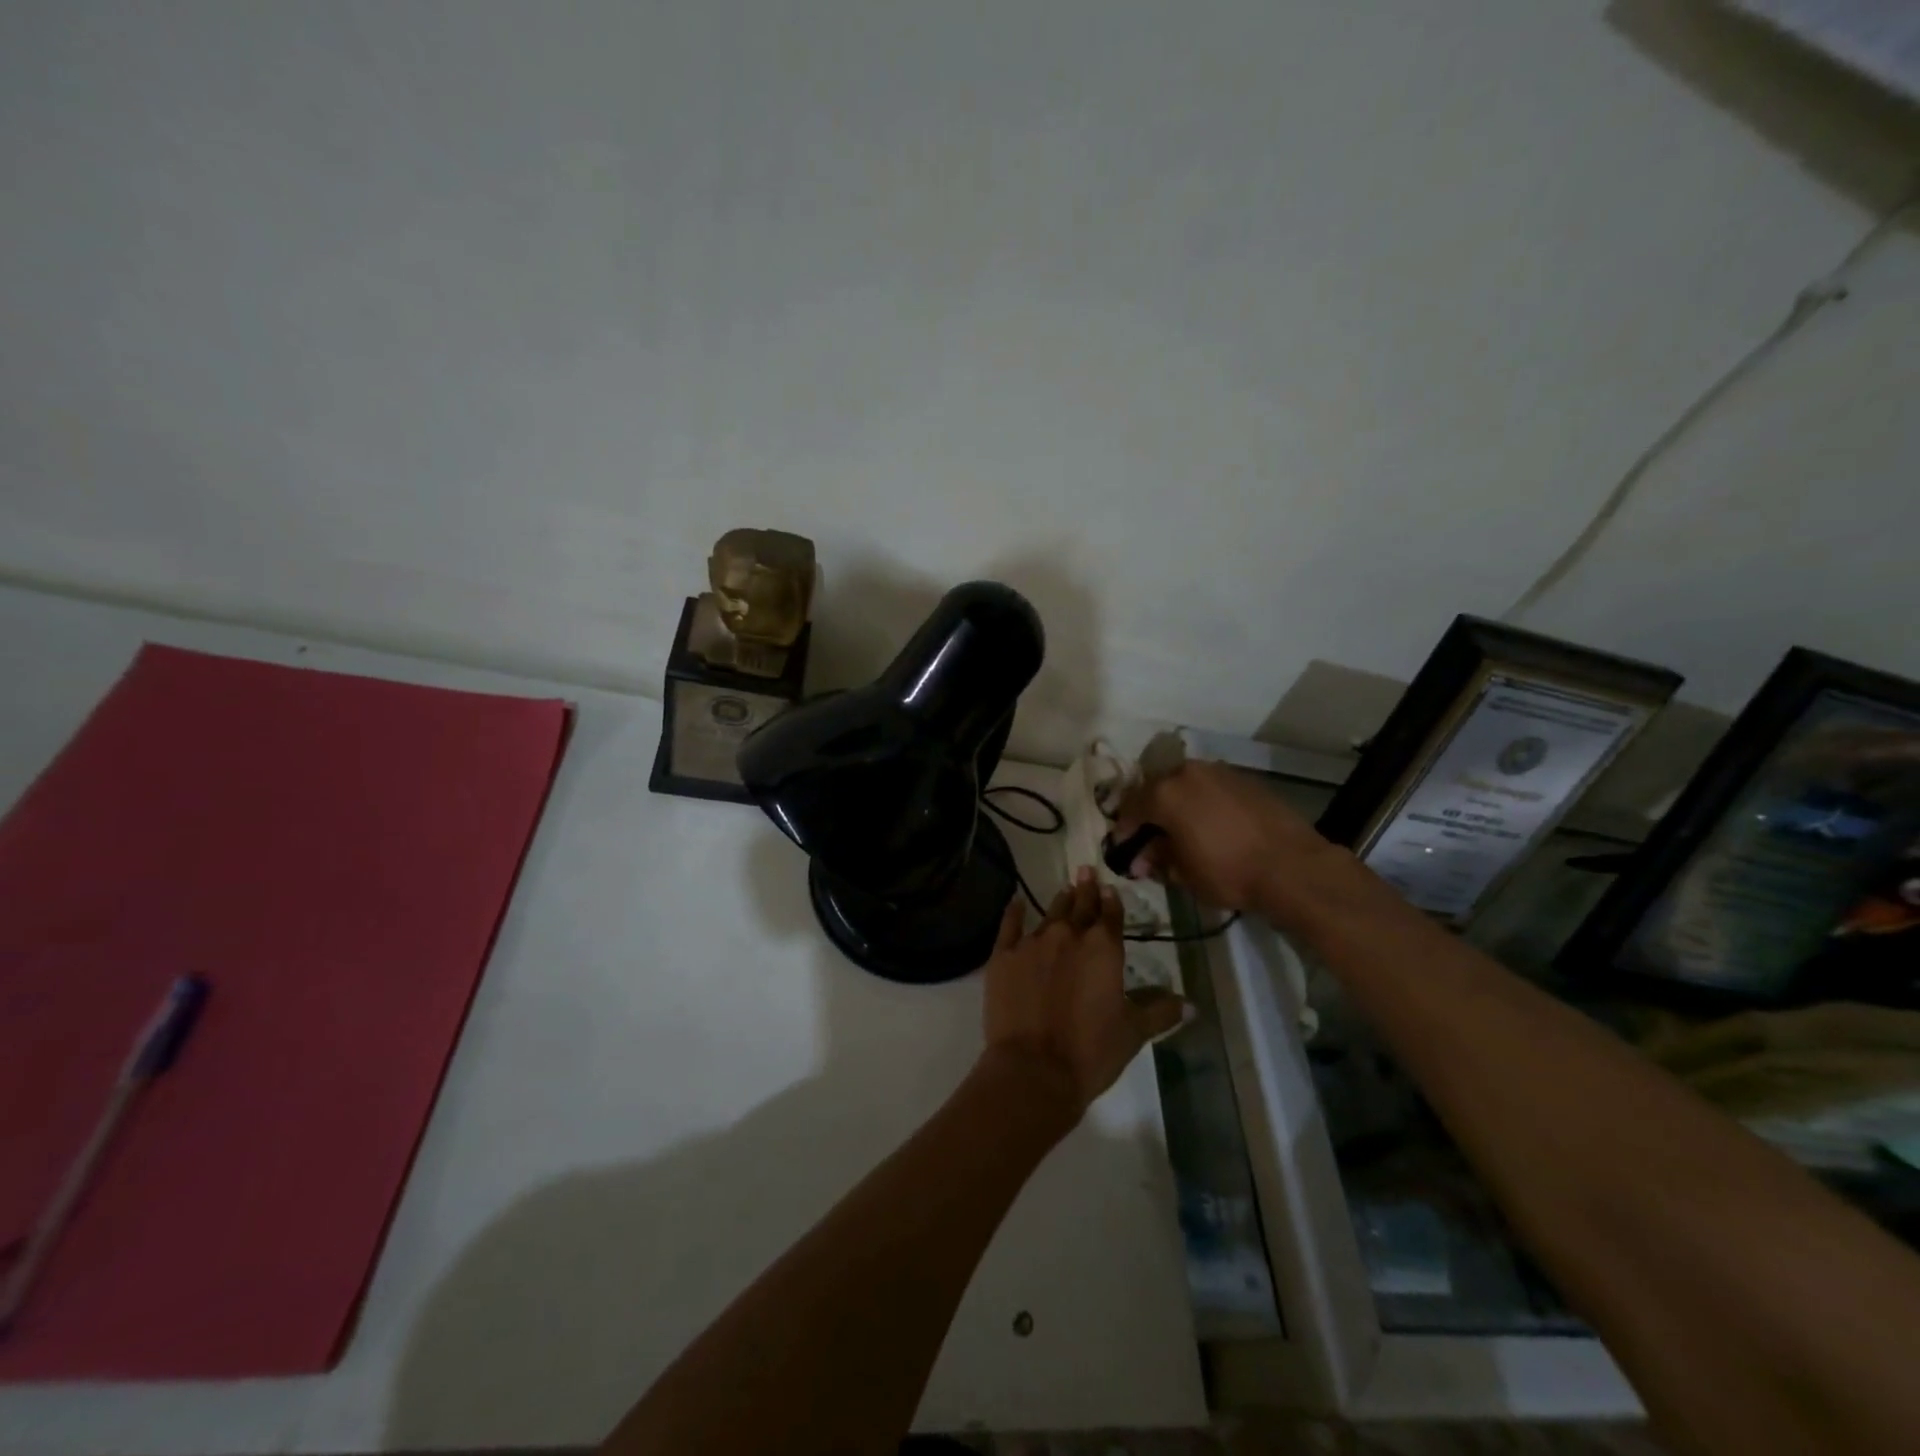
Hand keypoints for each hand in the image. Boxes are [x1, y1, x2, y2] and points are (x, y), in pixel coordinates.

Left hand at [981, 869, 1187, 1117]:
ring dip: (1060, 901)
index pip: (1111, 916)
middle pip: (1080, 906)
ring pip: (1050, 913)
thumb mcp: (1133, 1033)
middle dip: (1086, 888)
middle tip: (1085, 870)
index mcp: (1104, 949)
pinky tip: (1015, 903)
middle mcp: (1068, 936)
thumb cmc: (1091, 1052)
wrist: (1033, 1069)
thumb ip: (1160, 1012)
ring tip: (1065, 888)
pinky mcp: (1002, 956)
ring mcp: (1032, 943)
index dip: (1112, 901)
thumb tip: (1191, 1004)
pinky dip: (1013, 913)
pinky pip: (1009, 926)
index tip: (1109, 887)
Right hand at [1110, 759, 1337, 917]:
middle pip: (1156, 789)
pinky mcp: (1245, 779)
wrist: (1292, 867)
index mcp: (1164, 793)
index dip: (1124, 831)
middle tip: (1153, 840)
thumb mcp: (1183, 874)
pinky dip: (1204, 803)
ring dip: (1178, 805)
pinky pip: (1212, 788)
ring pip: (1186, 785)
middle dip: (1151, 814)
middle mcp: (1187, 773)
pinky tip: (1212, 825)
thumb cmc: (1228, 872)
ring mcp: (1218, 771)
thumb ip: (1157, 859)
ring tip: (1184, 831)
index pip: (1130, 808)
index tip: (1126, 851)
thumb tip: (1142, 858)